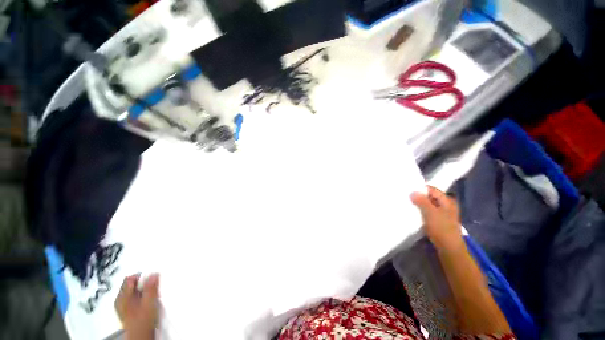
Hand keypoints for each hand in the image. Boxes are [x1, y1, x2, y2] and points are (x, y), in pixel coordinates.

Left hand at [115, 274, 159, 339]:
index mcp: (122, 296)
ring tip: (152, 297)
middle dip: (144, 284)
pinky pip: (135, 296)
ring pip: (134, 290)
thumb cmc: (143, 320)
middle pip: (132, 284)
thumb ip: (151, 287)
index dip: (142, 276)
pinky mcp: (128, 309)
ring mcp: (123, 305)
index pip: (130, 278)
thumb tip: (154, 273)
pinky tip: (148, 302)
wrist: (141, 335)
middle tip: (153, 289)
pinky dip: (142, 296)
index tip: (152, 279)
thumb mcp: (149, 303)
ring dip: (144, 290)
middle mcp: (120, 299)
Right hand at [411, 186, 463, 251]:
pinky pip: (428, 212)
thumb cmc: (441, 228)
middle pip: (429, 197)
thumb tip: (412, 191)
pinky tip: (413, 213)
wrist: (449, 248)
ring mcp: (443, 214)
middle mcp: (446, 205)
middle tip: (406, 197)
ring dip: (419, 205)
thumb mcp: (430, 213)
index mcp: (447, 201)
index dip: (419, 189)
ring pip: (428, 205)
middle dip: (418, 197)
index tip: (407, 190)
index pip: (431, 189)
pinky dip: (421, 211)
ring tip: (407, 204)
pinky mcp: (438, 221)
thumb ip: (421, 201)